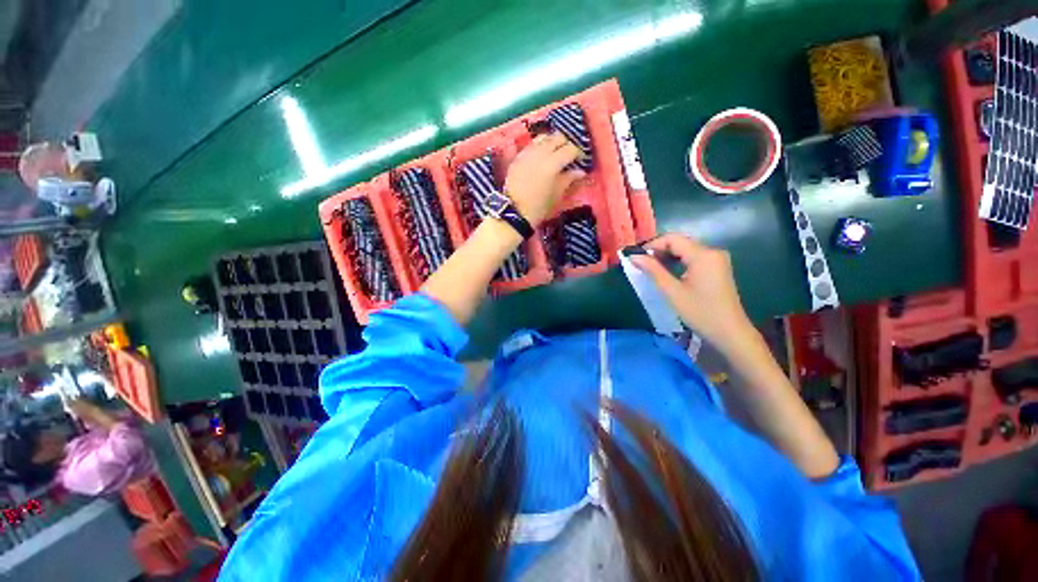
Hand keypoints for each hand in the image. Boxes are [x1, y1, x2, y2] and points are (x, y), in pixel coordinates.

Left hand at [504, 132, 585, 225]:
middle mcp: (540, 152)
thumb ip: (569, 179)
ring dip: (552, 142)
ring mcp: (527, 153)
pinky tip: (541, 157)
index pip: (570, 149)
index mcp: (553, 162)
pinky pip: (531, 145)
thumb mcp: (557, 194)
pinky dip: (539, 147)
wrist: (514, 212)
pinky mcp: (518, 157)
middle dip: (565, 144)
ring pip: (543, 137)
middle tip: (568, 156)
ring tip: (554, 153)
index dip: (578, 153)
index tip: (580, 161)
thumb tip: (580, 171)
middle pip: (557, 138)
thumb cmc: (539, 206)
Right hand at [631, 234, 756, 354]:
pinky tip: (667, 272)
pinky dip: (678, 262)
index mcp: (703, 255)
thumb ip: (653, 270)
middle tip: (640, 263)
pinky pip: (693, 257)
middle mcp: (712, 251)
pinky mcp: (717, 268)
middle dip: (658, 250)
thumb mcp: (672, 291)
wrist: (730, 333)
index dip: (652, 245)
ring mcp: (717, 259)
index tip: (636, 257)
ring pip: (686, 250)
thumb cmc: (700, 312)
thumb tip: (634, 256)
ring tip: (650, 268)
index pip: (672, 239)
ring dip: (667, 256)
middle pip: (680, 242)